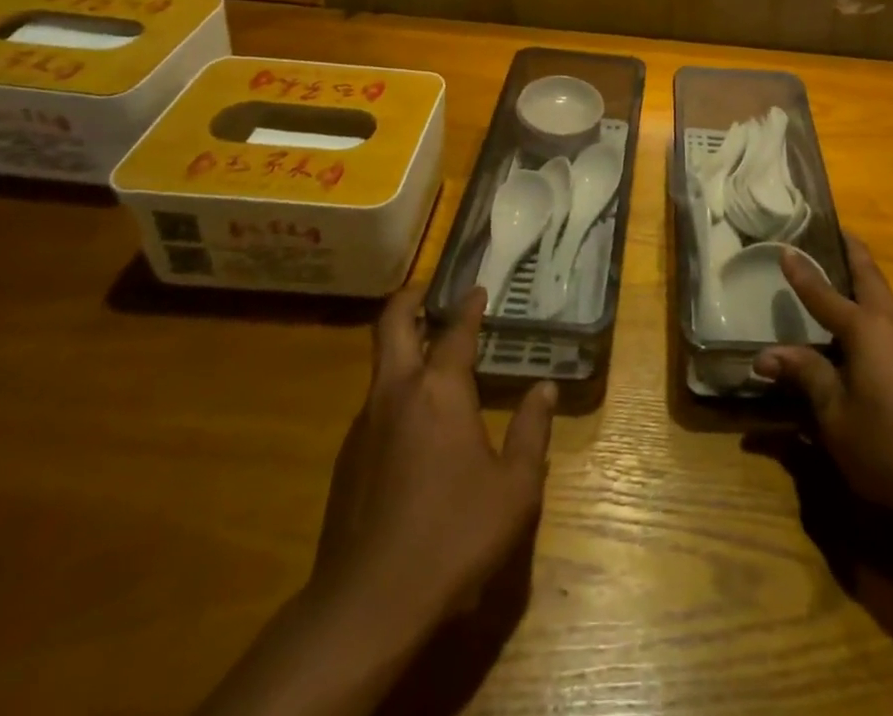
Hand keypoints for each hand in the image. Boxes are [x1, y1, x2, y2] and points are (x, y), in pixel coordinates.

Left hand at [196, 287, 555, 715]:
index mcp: (440, 390)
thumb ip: (531, 431)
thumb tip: (545, 389)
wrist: (368, 604)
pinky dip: (396, 390)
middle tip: (428, 290)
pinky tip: (416, 420)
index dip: (469, 307)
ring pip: (380, 365)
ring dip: (401, 346)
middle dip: (409, 300)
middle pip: (392, 325)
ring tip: (429, 353)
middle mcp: (397, 393)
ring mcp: (365, 425)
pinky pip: (375, 404)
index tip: (477, 289)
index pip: (455, 331)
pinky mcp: (348, 459)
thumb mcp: (514, 486)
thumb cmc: (454, 533)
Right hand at [753, 238, 892, 529]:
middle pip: (869, 275)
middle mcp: (891, 324)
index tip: (785, 248)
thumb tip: (766, 355)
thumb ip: (806, 376)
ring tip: (841, 273)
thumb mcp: (835, 416)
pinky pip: (891, 322)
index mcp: (865, 329)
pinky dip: (872, 309)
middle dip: (851, 251)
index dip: (802, 273)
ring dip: (864, 279)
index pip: (824, 293)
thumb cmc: (889, 444)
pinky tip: (861, 331)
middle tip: (835, 232)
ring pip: (884, 298)